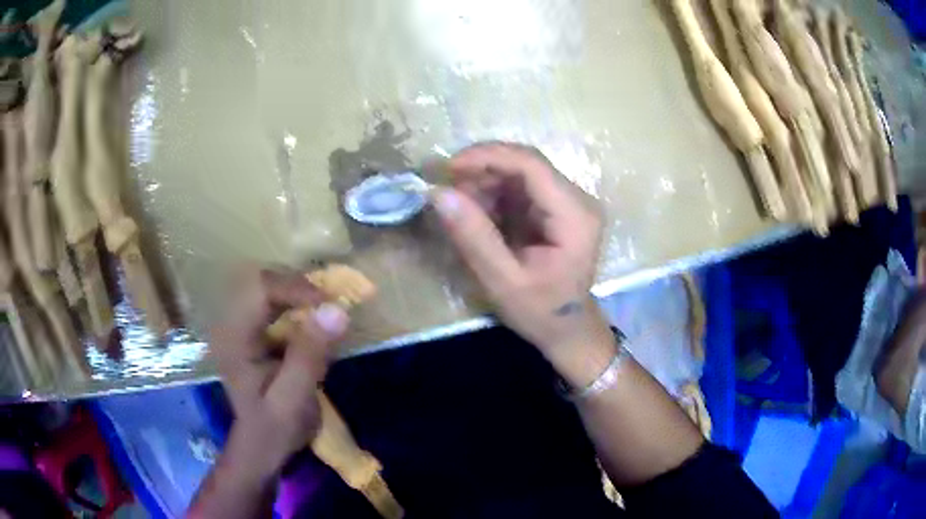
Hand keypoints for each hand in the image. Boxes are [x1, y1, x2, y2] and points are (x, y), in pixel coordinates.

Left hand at [209, 267, 349, 472]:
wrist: (262, 444)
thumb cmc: (275, 427)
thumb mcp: (294, 399)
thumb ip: (309, 355)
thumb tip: (337, 310)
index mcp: (233, 338)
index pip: (260, 289)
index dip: (297, 288)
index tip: (332, 305)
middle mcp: (230, 322)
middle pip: (264, 280)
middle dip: (300, 287)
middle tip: (332, 307)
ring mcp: (238, 323)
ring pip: (269, 286)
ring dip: (300, 293)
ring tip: (326, 311)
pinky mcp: (250, 328)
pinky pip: (274, 300)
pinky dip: (297, 303)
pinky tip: (312, 320)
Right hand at [432, 143, 612, 373]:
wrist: (567, 330)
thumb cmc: (541, 312)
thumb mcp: (503, 282)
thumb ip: (474, 238)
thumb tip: (439, 193)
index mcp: (575, 216)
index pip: (531, 165)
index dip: (488, 157)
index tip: (449, 168)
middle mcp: (577, 199)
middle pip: (525, 163)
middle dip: (482, 169)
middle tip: (447, 188)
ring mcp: (567, 201)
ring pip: (519, 172)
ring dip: (484, 182)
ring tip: (459, 206)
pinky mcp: (555, 208)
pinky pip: (519, 187)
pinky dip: (492, 194)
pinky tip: (476, 213)